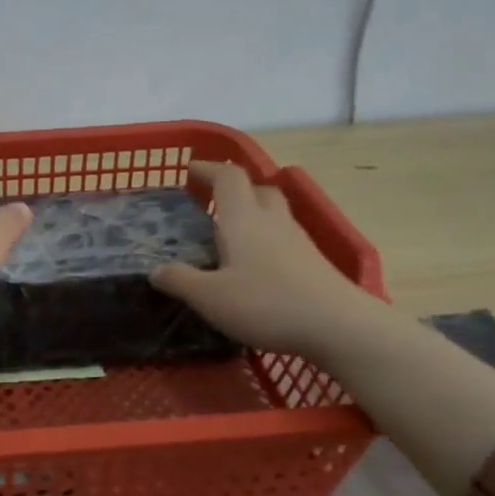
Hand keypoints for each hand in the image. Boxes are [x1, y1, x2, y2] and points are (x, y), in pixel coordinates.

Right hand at [150, 160, 369, 357]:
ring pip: (273, 213)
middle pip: (257, 189)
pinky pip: (284, 237)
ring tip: (230, 233)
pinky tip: (256, 264)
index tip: (190, 170)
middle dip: (234, 189)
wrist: (339, 326)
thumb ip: (180, 280)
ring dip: (252, 213)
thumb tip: (155, 269)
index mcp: (243, 219)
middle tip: (211, 202)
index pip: (228, 177)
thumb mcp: (209, 297)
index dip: (208, 169)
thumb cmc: (266, 304)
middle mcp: (272, 221)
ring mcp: (297, 241)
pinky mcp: (313, 262)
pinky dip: (266, 239)